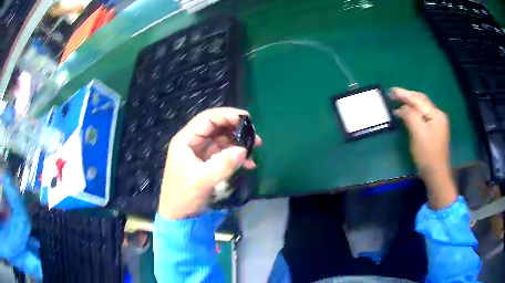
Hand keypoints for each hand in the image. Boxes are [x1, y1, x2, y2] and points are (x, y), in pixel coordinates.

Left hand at [158, 108, 261, 218]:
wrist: (179, 217)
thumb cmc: (184, 196)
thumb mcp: (202, 180)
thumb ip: (223, 163)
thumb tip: (244, 150)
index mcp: (186, 140)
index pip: (207, 119)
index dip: (227, 115)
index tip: (247, 118)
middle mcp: (193, 143)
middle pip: (217, 127)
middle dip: (236, 129)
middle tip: (255, 136)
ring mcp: (201, 153)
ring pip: (223, 140)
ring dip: (239, 143)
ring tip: (255, 149)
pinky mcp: (208, 164)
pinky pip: (225, 154)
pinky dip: (237, 156)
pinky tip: (249, 163)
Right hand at [391, 87, 456, 208]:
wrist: (436, 174)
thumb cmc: (427, 154)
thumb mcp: (418, 133)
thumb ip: (410, 116)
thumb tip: (401, 108)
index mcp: (436, 114)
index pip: (419, 100)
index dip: (405, 95)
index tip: (392, 90)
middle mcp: (438, 116)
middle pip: (422, 102)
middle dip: (408, 97)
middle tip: (394, 94)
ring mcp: (437, 124)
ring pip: (422, 109)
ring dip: (410, 104)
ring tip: (398, 101)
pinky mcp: (434, 131)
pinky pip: (422, 117)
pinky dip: (414, 113)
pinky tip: (407, 114)